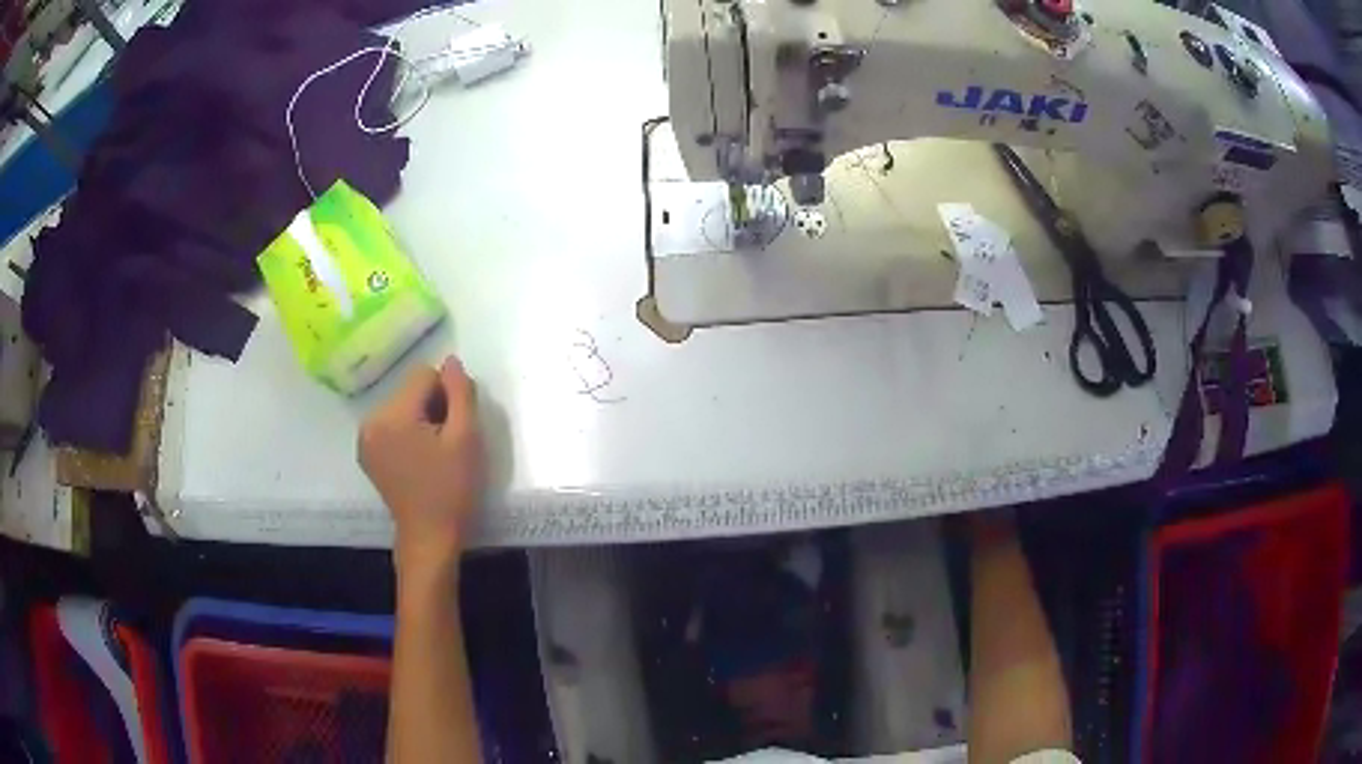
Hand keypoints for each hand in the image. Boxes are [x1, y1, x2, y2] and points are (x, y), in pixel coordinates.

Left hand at [359, 356, 484, 574]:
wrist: (429, 536)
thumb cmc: (452, 490)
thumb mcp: (466, 438)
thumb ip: (460, 393)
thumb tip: (451, 361)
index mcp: (392, 416)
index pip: (424, 375)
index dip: (447, 395)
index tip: (455, 427)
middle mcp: (371, 420)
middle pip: (409, 389)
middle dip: (432, 406)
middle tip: (447, 443)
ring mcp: (365, 437)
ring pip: (401, 405)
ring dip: (420, 418)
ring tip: (432, 453)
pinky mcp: (366, 451)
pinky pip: (390, 422)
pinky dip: (407, 431)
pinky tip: (417, 458)